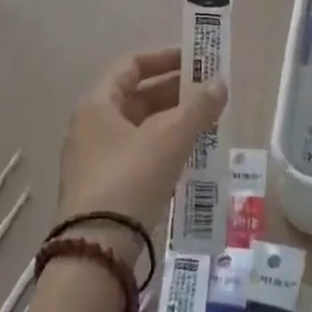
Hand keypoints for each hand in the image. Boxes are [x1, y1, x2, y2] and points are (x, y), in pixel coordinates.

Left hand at [57, 47, 226, 263]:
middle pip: (136, 96)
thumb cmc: (129, 179)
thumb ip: (197, 108)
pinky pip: (137, 156)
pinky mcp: (103, 190)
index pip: (131, 64)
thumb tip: (220, 83)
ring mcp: (94, 159)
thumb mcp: (169, 139)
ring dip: (172, 122)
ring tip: (207, 124)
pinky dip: (163, 149)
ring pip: (139, 128)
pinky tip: (190, 158)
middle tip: (209, 94)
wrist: (95, 253)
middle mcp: (91, 125)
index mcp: (97, 103)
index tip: (196, 60)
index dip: (164, 57)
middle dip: (174, 93)